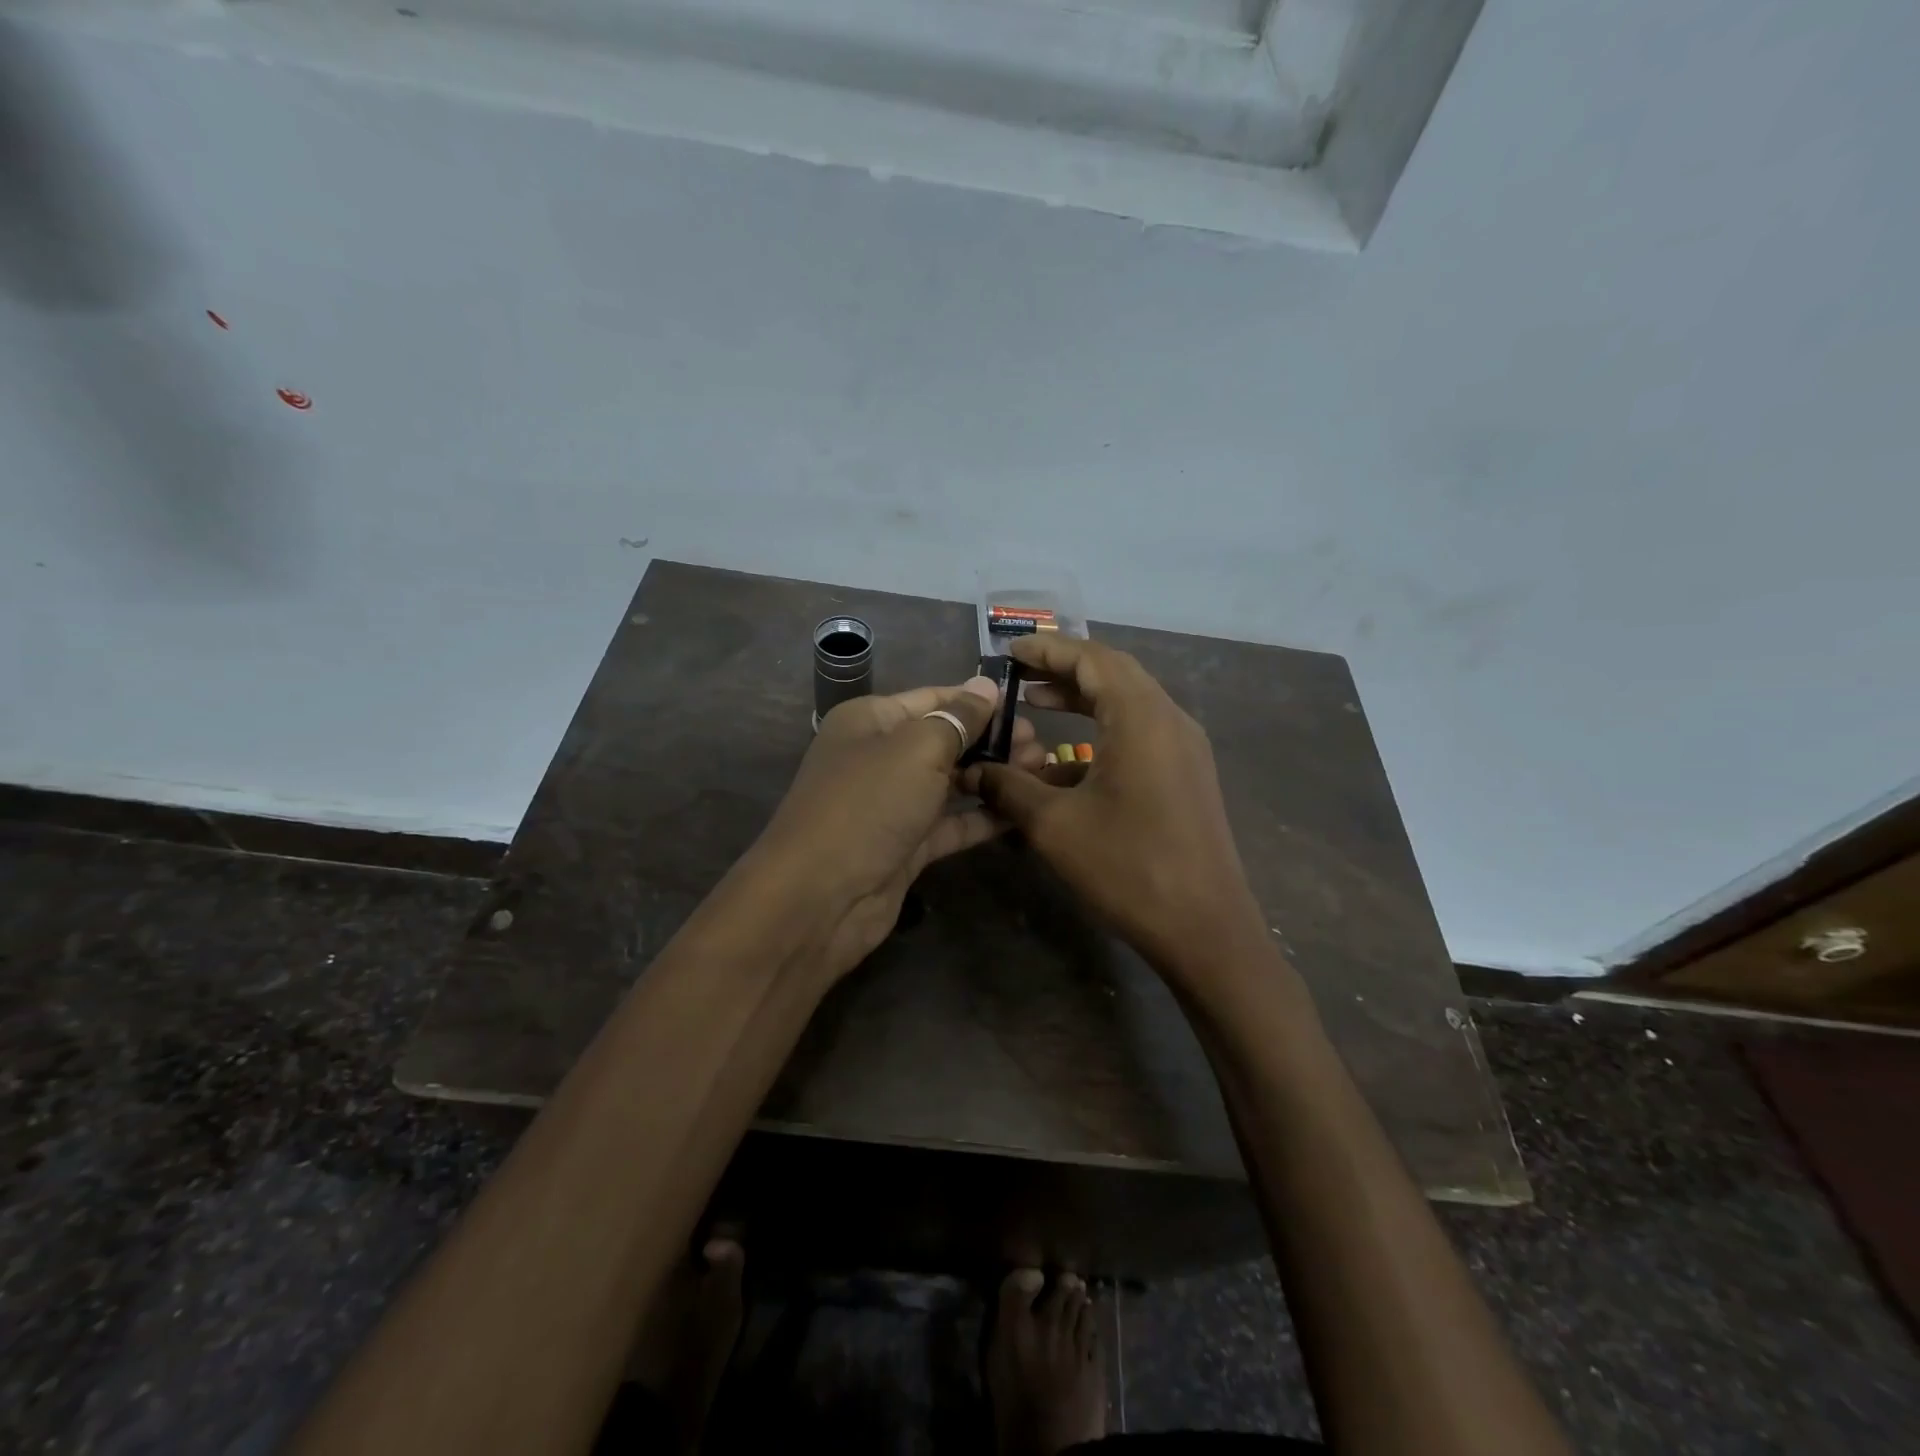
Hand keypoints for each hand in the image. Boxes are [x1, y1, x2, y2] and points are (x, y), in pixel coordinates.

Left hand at [754, 677, 1040, 980]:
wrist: (821, 898)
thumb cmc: (868, 804)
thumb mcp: (917, 750)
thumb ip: (958, 718)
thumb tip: (985, 685)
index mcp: (871, 720)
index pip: (933, 699)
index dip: (977, 700)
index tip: (1025, 705)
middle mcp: (880, 757)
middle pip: (945, 740)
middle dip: (992, 739)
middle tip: (1042, 745)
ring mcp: (893, 804)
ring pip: (951, 783)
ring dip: (993, 776)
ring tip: (1042, 771)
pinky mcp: (906, 846)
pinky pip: (951, 823)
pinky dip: (983, 817)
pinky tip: (1022, 810)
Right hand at [972, 637, 1267, 980]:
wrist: (1205, 929)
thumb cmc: (1128, 868)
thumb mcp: (1055, 826)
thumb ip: (1009, 789)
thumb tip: (972, 771)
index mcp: (1141, 717)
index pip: (1092, 658)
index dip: (1048, 650)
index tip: (1009, 651)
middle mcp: (1170, 720)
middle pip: (1113, 674)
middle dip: (1064, 670)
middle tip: (1019, 675)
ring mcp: (1184, 748)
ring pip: (1128, 704)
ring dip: (1084, 699)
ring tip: (1037, 703)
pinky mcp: (1187, 775)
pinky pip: (1141, 735)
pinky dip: (1102, 734)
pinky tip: (1066, 764)